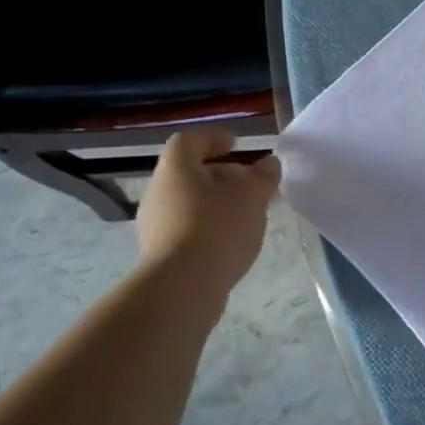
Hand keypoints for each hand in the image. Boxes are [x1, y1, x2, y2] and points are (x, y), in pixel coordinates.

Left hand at [135, 127, 280, 290]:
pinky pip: (187, 228)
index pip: (189, 141)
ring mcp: (155, 224)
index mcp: (176, 169)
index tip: (236, 145)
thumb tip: (269, 163)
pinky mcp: (161, 253)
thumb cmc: (218, 228)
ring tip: (246, 214)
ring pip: (188, 202)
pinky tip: (231, 240)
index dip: (213, 138)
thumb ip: (263, 176)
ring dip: (216, 202)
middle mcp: (158, 192)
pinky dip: (209, 226)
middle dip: (221, 174)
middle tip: (250, 183)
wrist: (183, 286)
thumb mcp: (252, 196)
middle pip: (189, 173)